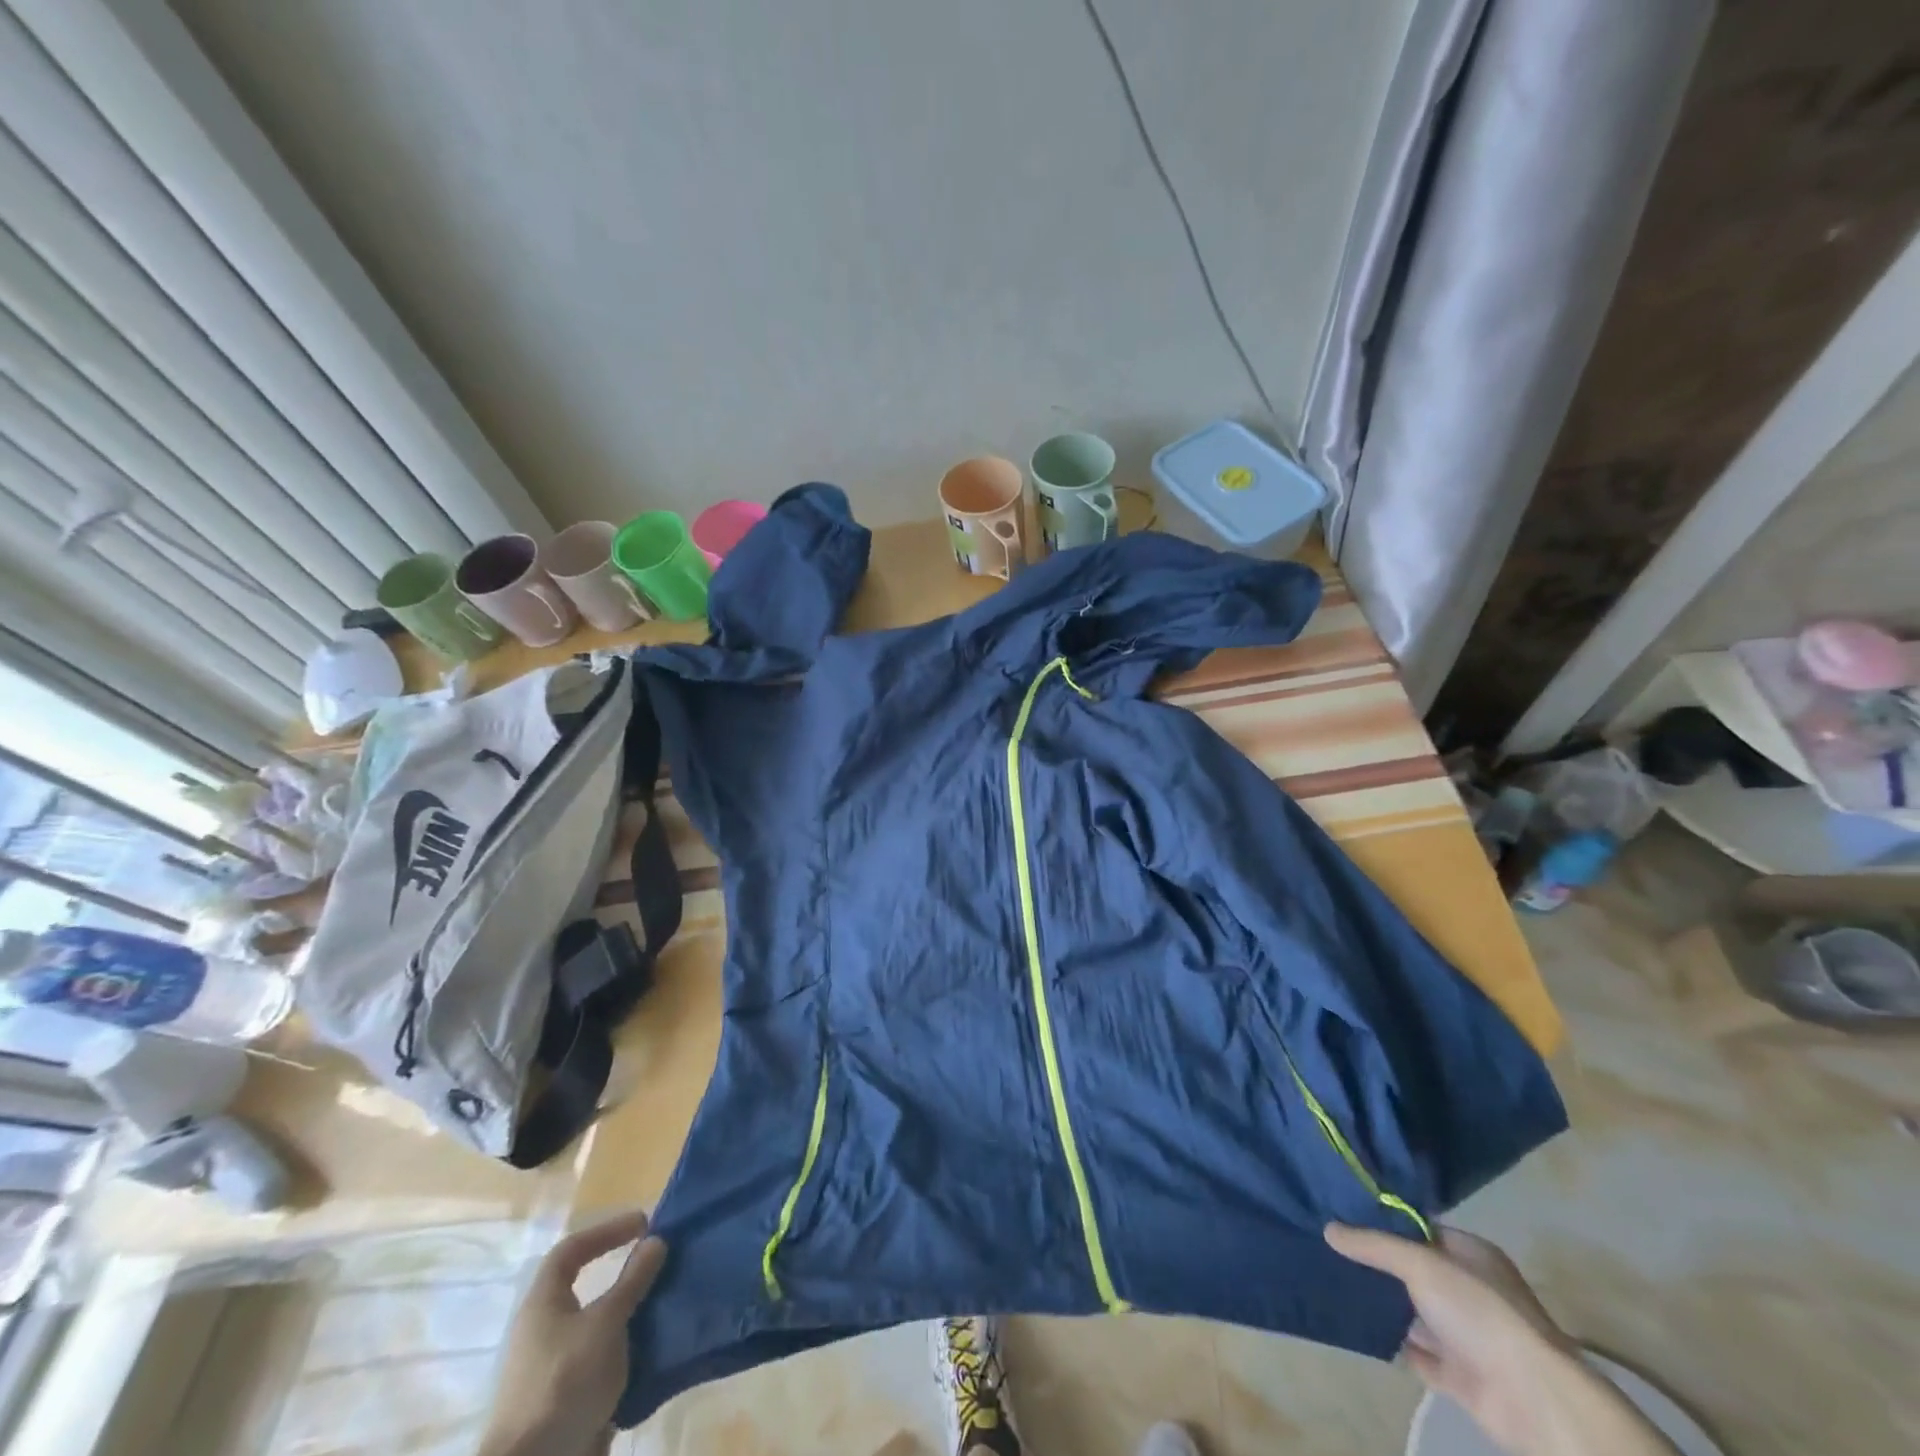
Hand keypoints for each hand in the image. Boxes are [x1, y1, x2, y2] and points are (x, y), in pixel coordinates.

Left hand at [480, 1211, 668, 1455]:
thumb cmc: (565, 1381)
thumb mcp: (606, 1322)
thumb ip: (632, 1280)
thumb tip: (655, 1239)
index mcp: (542, 1304)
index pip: (571, 1250)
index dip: (606, 1230)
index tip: (644, 1225)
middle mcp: (544, 1330)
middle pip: (586, 1288)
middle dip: (625, 1274)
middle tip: (659, 1263)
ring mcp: (555, 1367)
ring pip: (599, 1325)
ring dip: (631, 1312)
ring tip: (667, 1302)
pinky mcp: (568, 1398)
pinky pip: (604, 1359)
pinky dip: (629, 1348)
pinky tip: (656, 1347)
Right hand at [1325, 1224, 1677, 1455]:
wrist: (1534, 1401)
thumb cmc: (1480, 1312)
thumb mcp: (1420, 1262)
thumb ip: (1373, 1245)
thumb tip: (1329, 1229)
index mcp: (1471, 1254)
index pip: (1420, 1227)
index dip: (1384, 1219)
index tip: (1342, 1210)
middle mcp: (1470, 1290)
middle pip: (1414, 1268)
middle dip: (1377, 1261)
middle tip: (1328, 1243)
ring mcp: (1467, 1334)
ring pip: (1413, 1310)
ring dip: (1381, 1301)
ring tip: (1332, 1279)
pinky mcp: (1460, 1374)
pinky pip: (1417, 1351)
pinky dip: (1391, 1342)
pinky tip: (1356, 1325)